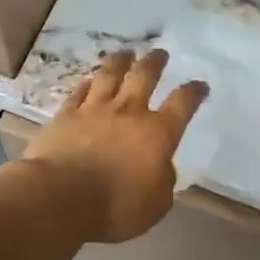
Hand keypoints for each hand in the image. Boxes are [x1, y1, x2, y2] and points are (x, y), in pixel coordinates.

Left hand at [17, 48, 208, 243]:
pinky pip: (79, 93)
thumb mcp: (156, 204)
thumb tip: (161, 166)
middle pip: (144, 77)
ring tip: (126, 52)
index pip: (182, 104)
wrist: (60, 198)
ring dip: (120, 61)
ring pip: (110, 75)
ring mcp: (94, 110)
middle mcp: (128, 113)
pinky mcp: (65, 116)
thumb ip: (163, 180)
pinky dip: (87, 84)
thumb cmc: (115, 206)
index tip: (200, 85)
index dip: (193, 92)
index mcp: (157, 133)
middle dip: (155, 63)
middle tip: (159, 53)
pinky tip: (89, 81)